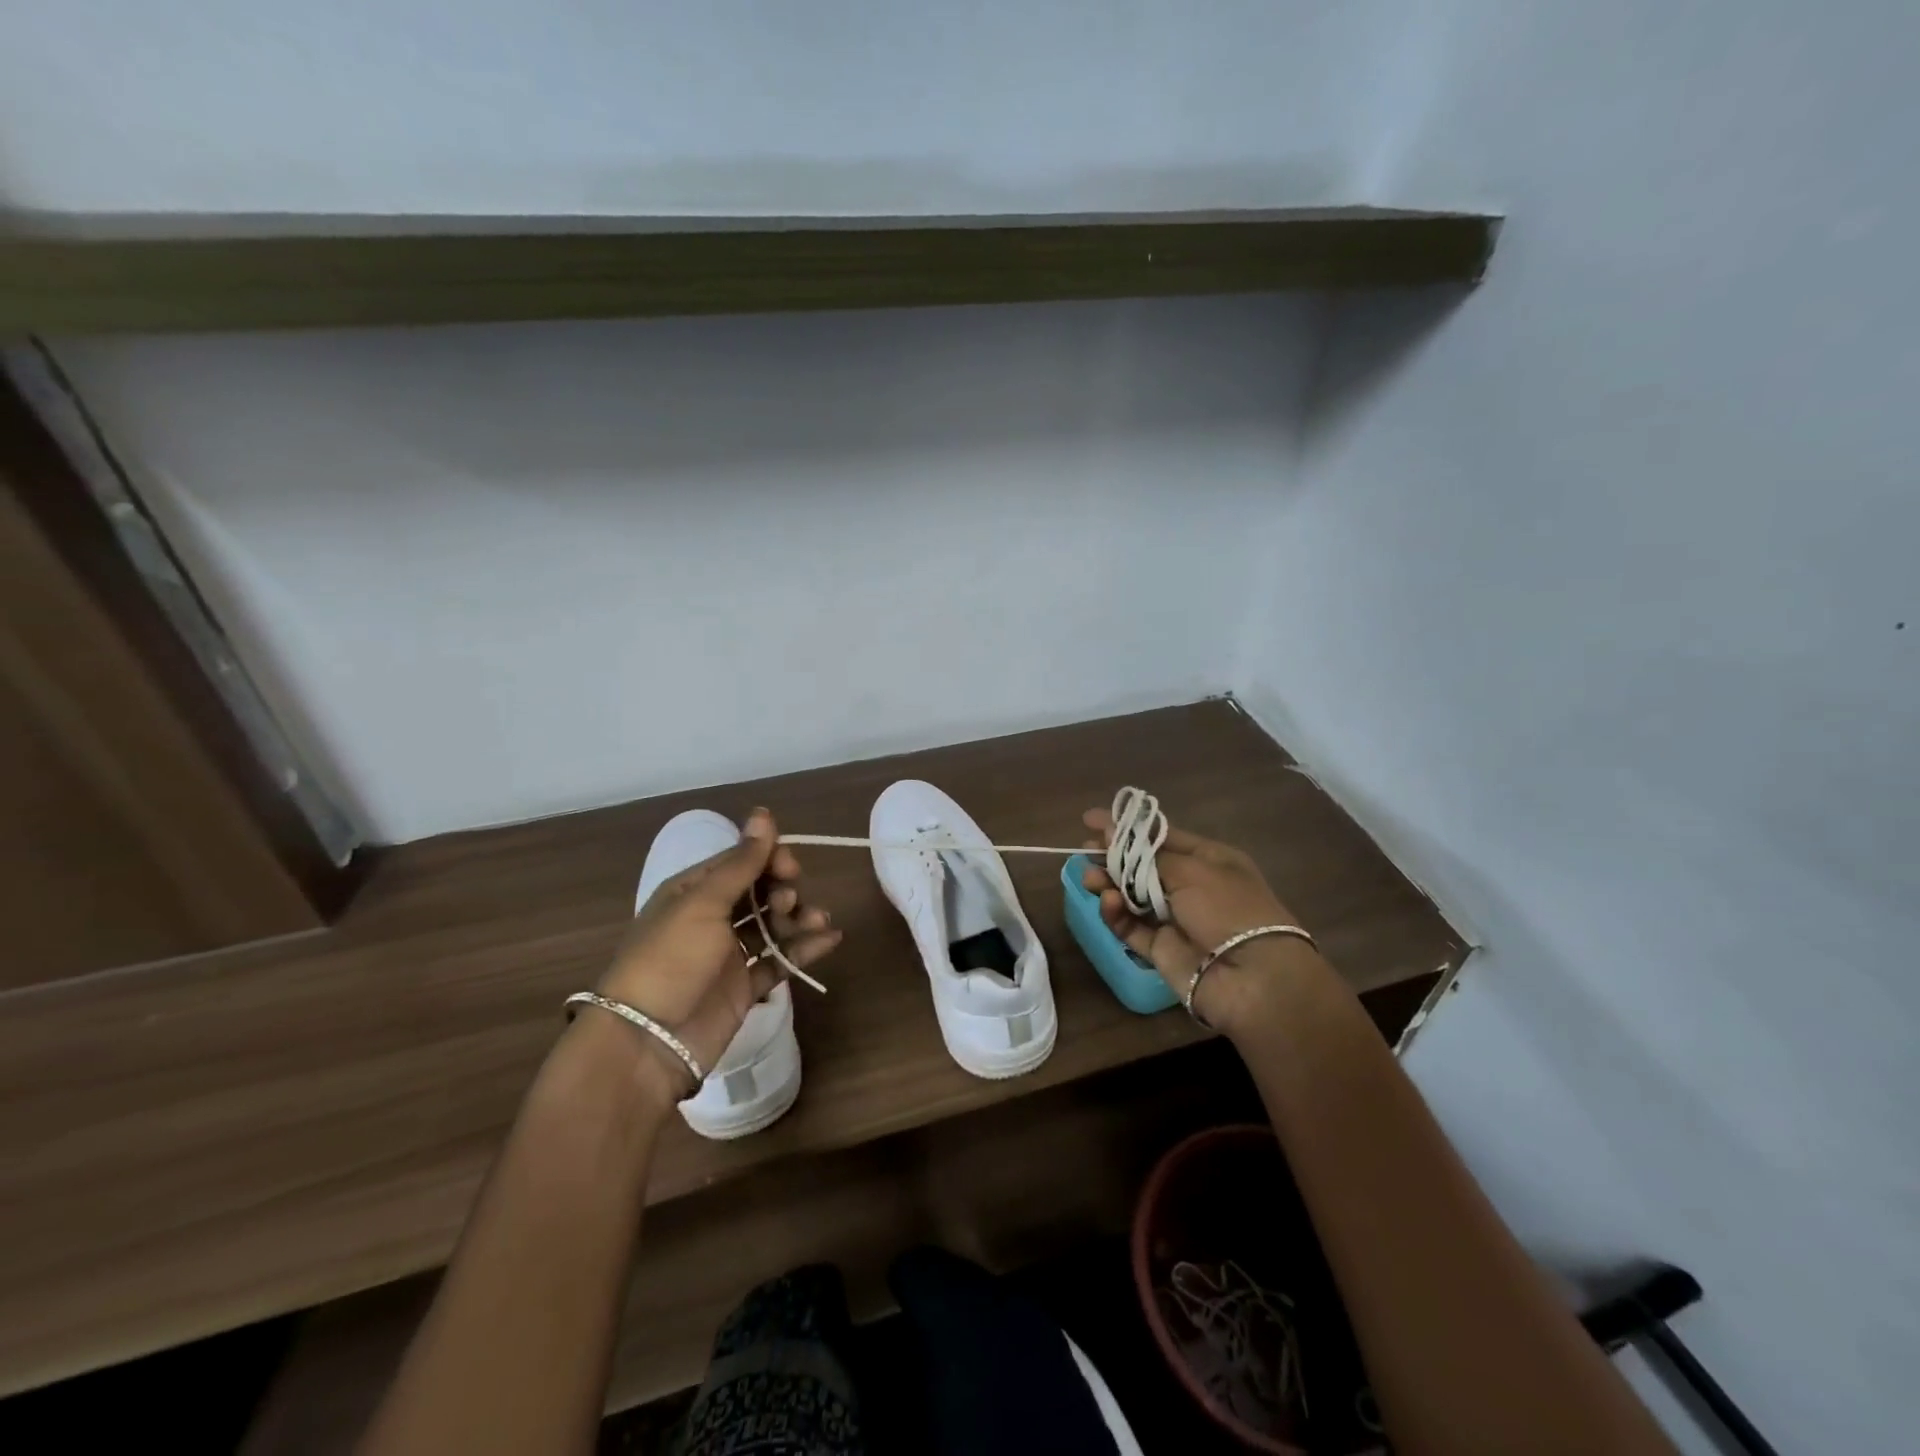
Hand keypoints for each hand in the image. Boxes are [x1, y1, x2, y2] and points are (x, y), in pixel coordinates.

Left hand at [597, 808, 839, 1095]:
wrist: (646, 1043)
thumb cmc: (669, 960)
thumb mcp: (702, 904)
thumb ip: (740, 862)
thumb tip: (764, 813)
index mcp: (694, 891)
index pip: (740, 861)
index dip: (769, 859)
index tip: (789, 868)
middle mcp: (711, 918)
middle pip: (760, 891)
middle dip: (784, 889)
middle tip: (789, 900)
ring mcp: (728, 955)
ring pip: (773, 925)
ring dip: (799, 917)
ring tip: (818, 922)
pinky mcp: (744, 988)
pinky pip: (780, 961)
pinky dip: (805, 949)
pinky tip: (830, 940)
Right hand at [1081, 807, 1308, 1032]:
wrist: (1253, 979)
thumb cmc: (1228, 909)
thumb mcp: (1192, 870)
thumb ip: (1146, 855)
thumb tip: (1114, 832)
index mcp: (1208, 859)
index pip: (1160, 835)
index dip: (1127, 826)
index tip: (1090, 820)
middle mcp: (1192, 886)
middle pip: (1142, 865)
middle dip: (1113, 855)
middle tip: (1084, 851)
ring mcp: (1175, 919)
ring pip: (1132, 896)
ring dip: (1109, 883)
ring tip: (1089, 878)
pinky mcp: (1162, 949)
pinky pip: (1132, 927)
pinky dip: (1117, 914)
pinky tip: (1108, 903)